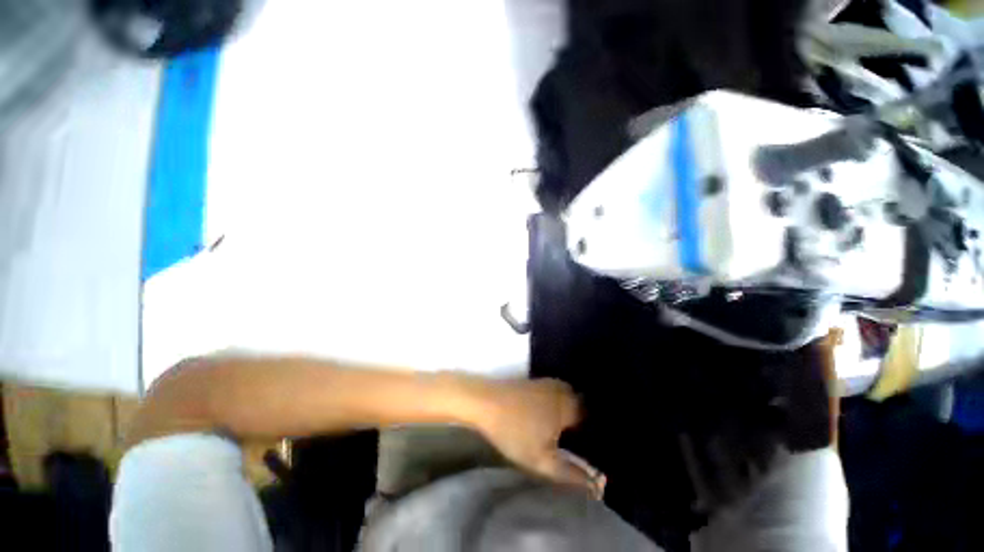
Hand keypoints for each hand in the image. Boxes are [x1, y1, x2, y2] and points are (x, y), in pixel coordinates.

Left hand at [464, 377, 602, 495]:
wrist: (485, 402)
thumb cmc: (514, 431)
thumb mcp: (542, 461)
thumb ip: (571, 474)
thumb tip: (597, 484)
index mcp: (570, 406)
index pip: (594, 419)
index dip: (596, 436)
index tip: (595, 451)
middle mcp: (564, 389)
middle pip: (584, 407)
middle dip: (586, 424)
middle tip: (582, 444)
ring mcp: (549, 383)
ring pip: (569, 398)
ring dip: (573, 412)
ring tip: (569, 433)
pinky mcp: (536, 381)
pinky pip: (557, 393)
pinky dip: (560, 404)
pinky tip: (551, 417)